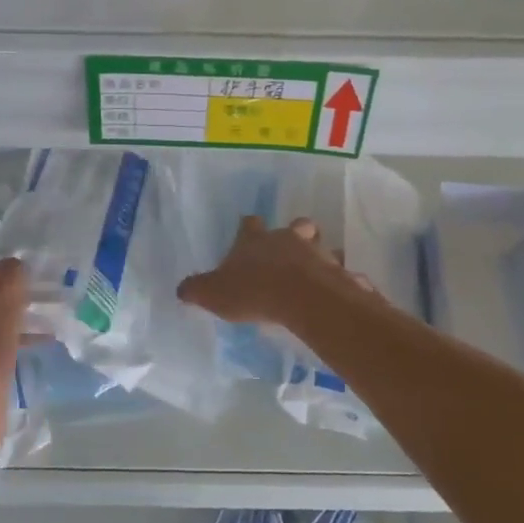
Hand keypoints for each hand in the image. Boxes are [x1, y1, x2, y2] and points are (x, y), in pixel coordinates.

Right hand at [177, 216, 354, 325]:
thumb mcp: (214, 293)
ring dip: (319, 256)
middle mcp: (287, 239)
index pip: (249, 224)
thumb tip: (181, 289)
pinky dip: (341, 280)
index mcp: (255, 240)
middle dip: (294, 234)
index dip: (248, 228)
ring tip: (315, 274)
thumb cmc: (253, 291)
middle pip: (295, 226)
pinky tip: (336, 294)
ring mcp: (317, 253)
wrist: (302, 298)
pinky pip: (342, 273)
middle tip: (290, 251)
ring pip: (321, 246)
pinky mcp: (339, 272)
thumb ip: (197, 290)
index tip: (247, 231)